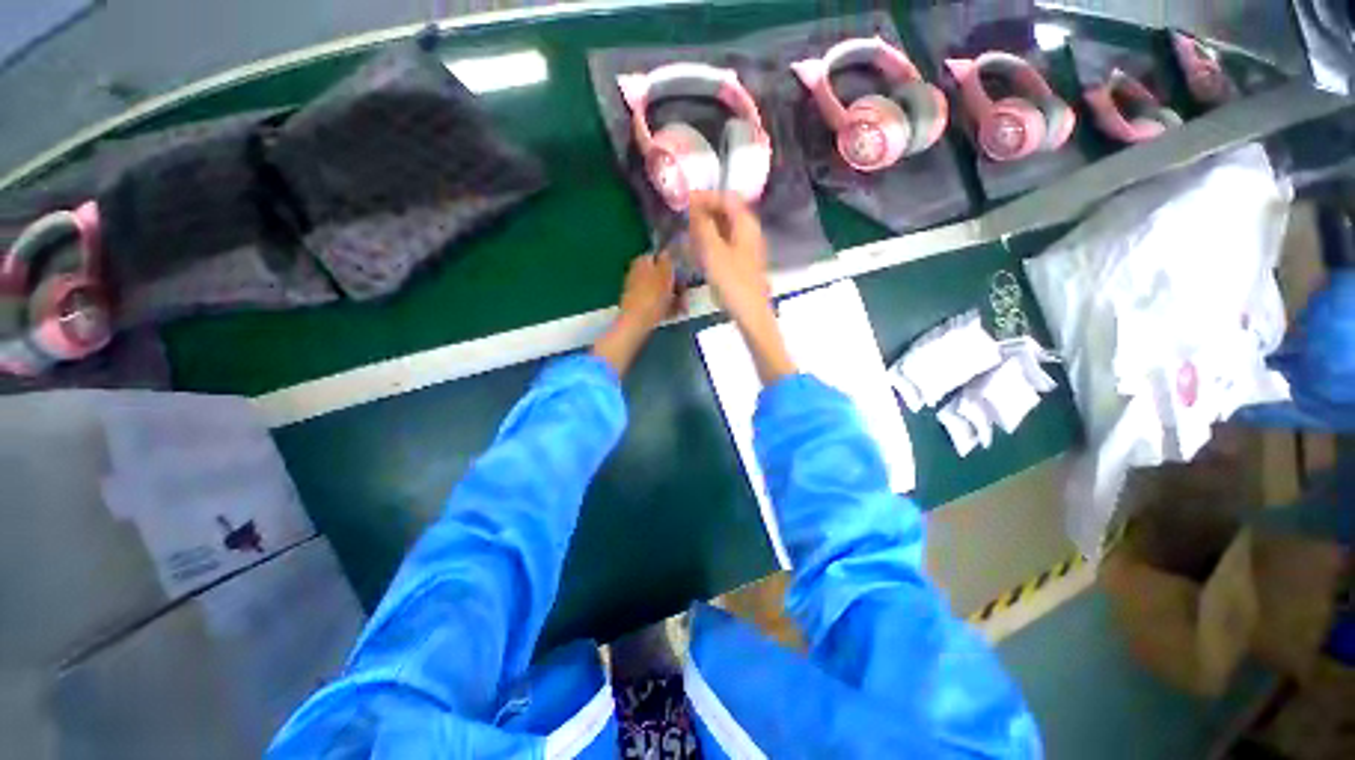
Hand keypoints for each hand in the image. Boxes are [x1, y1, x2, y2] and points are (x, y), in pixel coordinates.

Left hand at [593, 252, 680, 377]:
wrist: (636, 324)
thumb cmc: (652, 296)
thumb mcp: (665, 274)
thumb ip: (667, 260)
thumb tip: (668, 251)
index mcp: (642, 261)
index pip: (660, 256)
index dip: (674, 265)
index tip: (684, 275)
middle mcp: (636, 272)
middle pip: (660, 274)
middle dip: (674, 283)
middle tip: (685, 293)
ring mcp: (635, 290)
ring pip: (659, 289)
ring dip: (672, 296)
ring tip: (682, 306)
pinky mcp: (637, 305)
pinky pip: (655, 301)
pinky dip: (664, 306)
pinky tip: (673, 313)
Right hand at [688, 191, 770, 323]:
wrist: (750, 313)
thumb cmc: (731, 281)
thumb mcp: (712, 251)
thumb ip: (702, 224)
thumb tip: (692, 204)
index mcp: (745, 223)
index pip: (726, 197)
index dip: (704, 196)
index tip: (683, 202)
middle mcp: (749, 231)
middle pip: (726, 212)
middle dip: (704, 213)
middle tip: (683, 220)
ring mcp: (748, 248)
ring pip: (725, 230)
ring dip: (706, 229)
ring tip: (687, 237)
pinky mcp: (743, 264)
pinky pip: (725, 245)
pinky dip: (711, 244)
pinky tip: (699, 255)